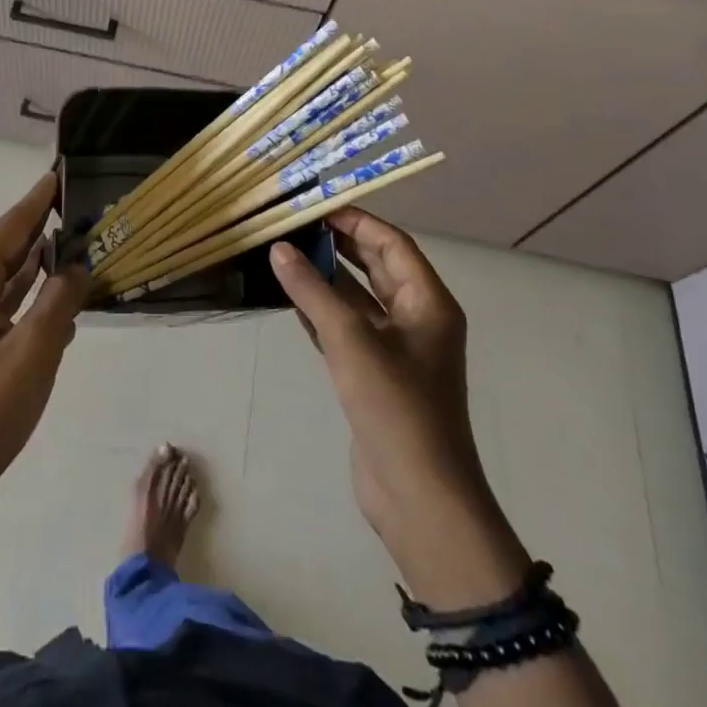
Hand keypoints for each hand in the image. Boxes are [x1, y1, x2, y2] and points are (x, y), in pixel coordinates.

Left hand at [0, 173, 88, 538]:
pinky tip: (71, 303)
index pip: (14, 224)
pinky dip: (42, 303)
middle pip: (15, 248)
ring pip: (17, 282)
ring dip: (49, 266)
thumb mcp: (31, 354)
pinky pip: (17, 313)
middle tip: (91, 205)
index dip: (41, 197)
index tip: (66, 169)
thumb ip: (59, 301)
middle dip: (50, 227)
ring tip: (90, 244)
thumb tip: (77, 264)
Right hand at [271, 209, 529, 608]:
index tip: (314, 207)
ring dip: (325, 279)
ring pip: (357, 299)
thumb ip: (312, 291)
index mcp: (428, 303)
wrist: (419, 499)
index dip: (355, 221)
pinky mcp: (375, 376)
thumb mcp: (351, 341)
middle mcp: (417, 319)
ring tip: (283, 255)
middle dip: (337, 246)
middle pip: (376, 267)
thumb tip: (278, 249)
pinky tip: (290, 299)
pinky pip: (347, 329)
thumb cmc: (396, 408)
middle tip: (293, 227)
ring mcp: (396, 350)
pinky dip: (321, 312)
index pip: (391, 244)